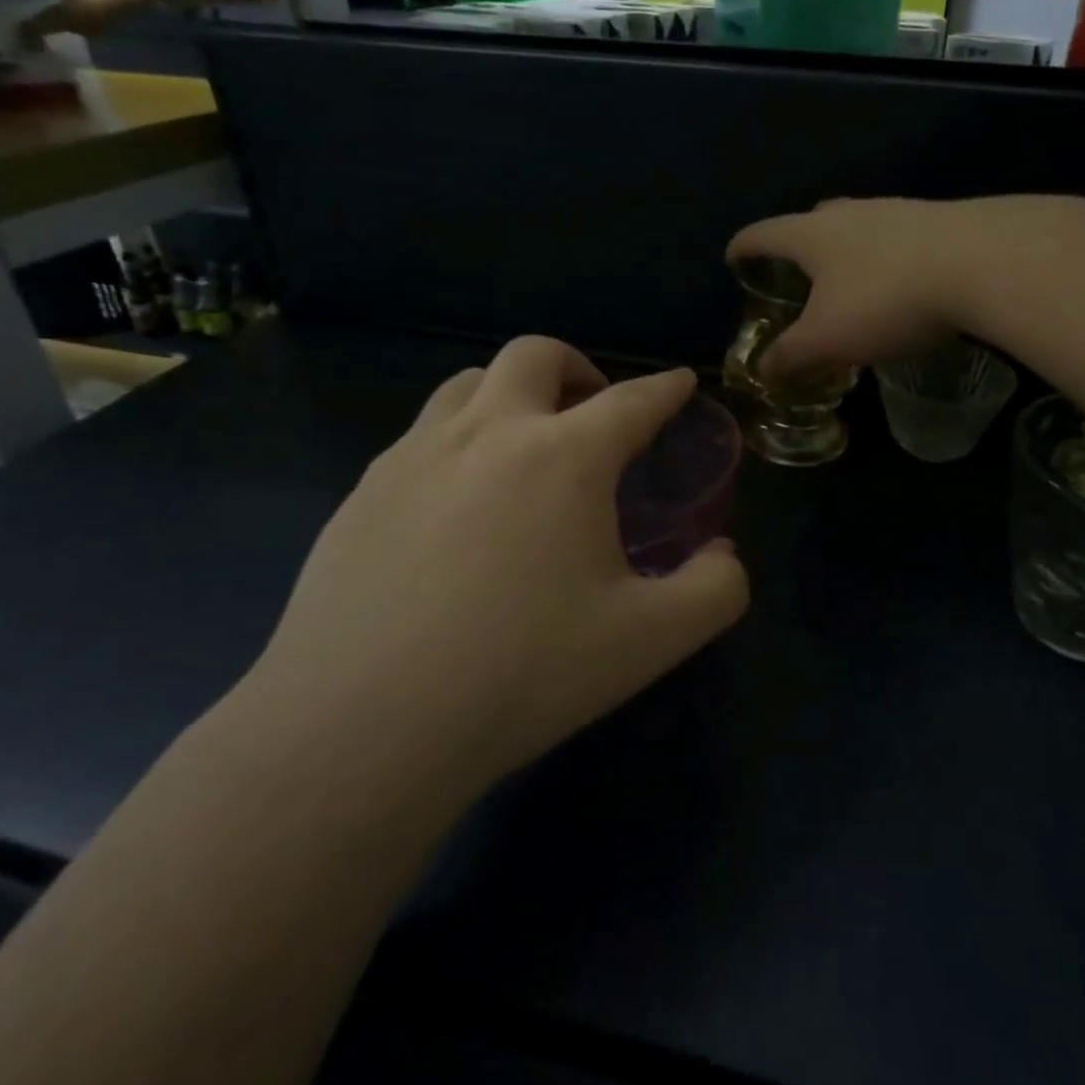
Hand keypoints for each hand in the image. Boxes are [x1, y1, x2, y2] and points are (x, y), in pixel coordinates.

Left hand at [255, 336, 748, 792]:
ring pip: (468, 383)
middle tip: (595, 410)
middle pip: (535, 355)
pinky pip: (422, 435)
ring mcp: (415, 456)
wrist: (360, 728)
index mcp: (564, 457)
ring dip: (511, 393)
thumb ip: (714, 590)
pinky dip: (459, 440)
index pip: (632, 400)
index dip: (666, 388)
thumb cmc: (521, 674)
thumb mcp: (650, 641)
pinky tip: (459, 503)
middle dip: (578, 367)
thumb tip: (724, 554)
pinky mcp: (362, 491)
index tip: (681, 382)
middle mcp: (488, 433)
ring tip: (526, 444)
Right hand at [727, 198, 965, 376]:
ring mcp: (896, 211)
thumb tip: (763, 370)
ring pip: (858, 228)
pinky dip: (885, 260)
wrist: (982, 263)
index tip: (733, 258)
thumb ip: (790, 356)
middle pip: (811, 222)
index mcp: (812, 235)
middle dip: (798, 246)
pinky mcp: (937, 221)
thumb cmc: (885, 299)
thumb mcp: (827, 339)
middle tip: (795, 274)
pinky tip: (901, 286)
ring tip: (849, 284)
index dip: (743, 247)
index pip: (763, 234)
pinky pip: (896, 240)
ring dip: (846, 253)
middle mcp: (850, 213)